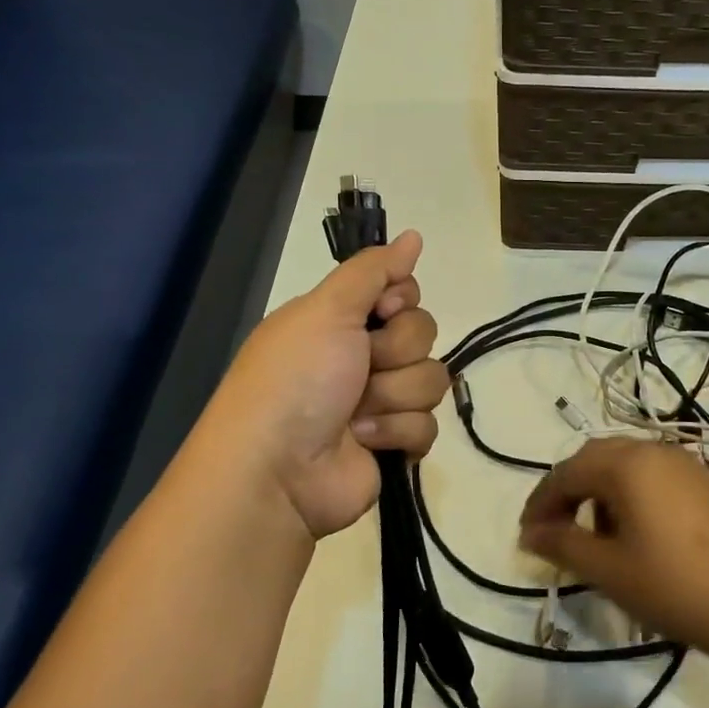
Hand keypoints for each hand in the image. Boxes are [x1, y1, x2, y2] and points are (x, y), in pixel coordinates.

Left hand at [215, 230, 449, 538]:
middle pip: (423, 334)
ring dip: (394, 396)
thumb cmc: (296, 379)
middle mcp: (361, 356)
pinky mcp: (393, 442)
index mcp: (340, 322)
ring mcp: (379, 401)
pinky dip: (397, 432)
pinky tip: (366, 441)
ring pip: (431, 380)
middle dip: (395, 353)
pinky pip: (428, 426)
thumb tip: (413, 235)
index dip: (400, 300)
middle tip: (361, 368)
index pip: (403, 292)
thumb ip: (373, 271)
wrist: (277, 471)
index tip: (382, 311)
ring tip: (356, 415)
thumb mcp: (326, 310)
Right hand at [518, 437, 708, 662]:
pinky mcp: (704, 481)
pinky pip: (652, 474)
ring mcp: (684, 463)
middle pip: (595, 458)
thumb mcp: (609, 569)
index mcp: (627, 463)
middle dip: (568, 490)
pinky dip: (629, 493)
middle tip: (553, 529)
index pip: (567, 472)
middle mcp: (654, 450)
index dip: (540, 502)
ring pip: (625, 464)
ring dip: (599, 490)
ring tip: (594, 536)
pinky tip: (634, 532)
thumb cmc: (674, 585)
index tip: (526, 536)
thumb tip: (530, 533)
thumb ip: (563, 544)